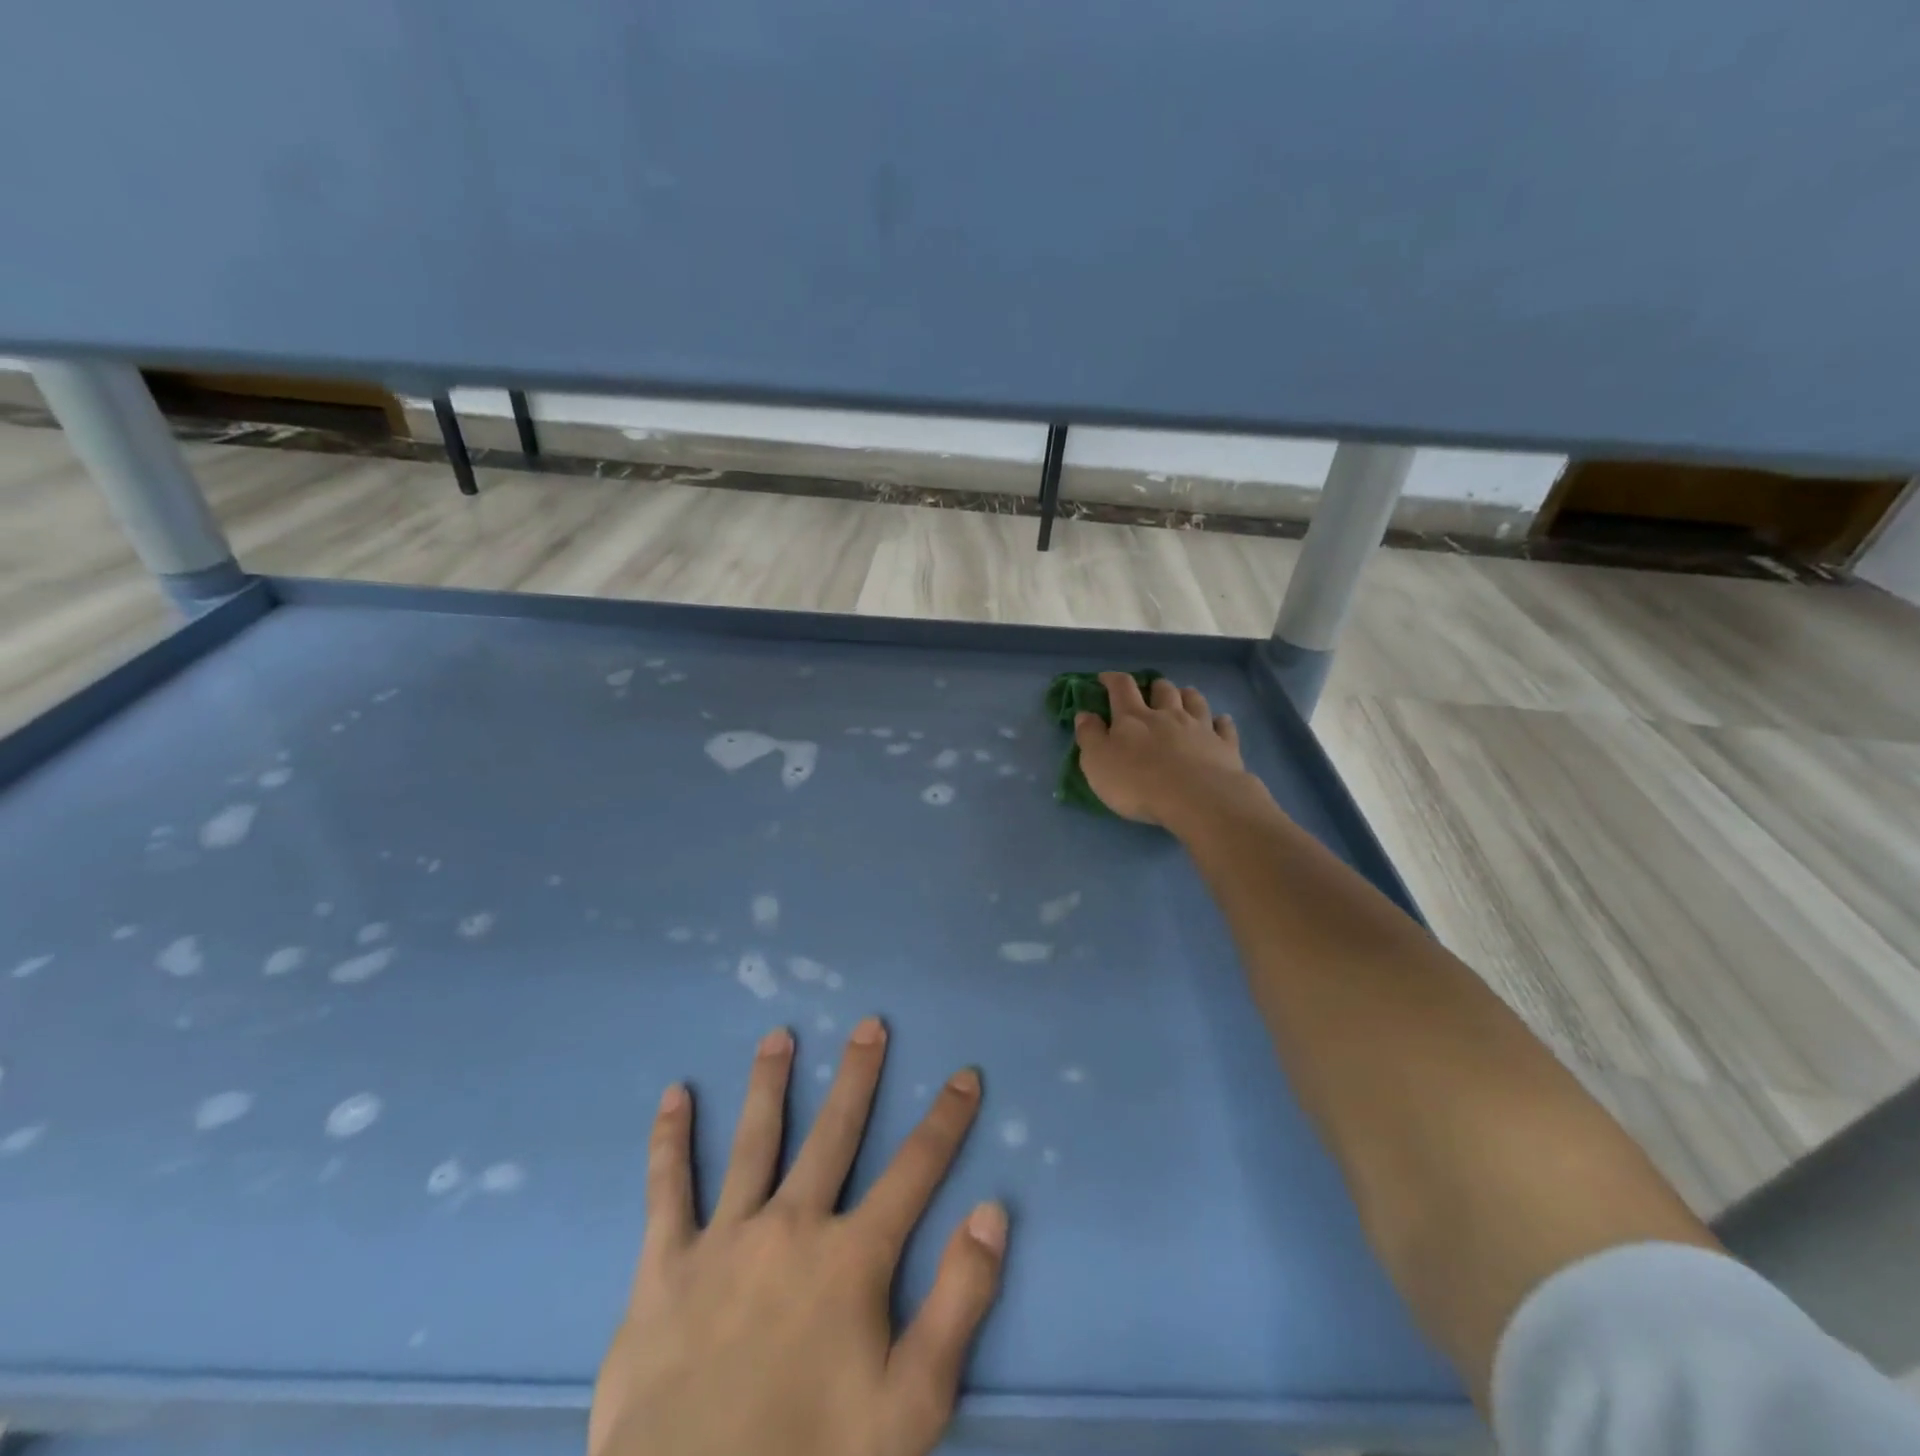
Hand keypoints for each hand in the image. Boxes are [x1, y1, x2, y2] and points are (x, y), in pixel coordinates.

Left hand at [590, 1019, 1007, 1455]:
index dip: (946, 1120)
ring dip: (768, 1084)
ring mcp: (726, 1240)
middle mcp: (792, 1226)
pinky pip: (668, 1190)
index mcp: (851, 1258)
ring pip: (753, 1142)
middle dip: (857, 1076)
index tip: (964, 1074)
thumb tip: (992, 1211)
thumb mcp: (912, 1406)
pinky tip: (673, 1095)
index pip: (915, 1170)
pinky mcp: (666, 1267)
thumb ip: (959, 1303)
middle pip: (834, 1134)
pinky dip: (669, 1141)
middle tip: (869, 1023)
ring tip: (777, 1035)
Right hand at [1073, 672, 1258, 827]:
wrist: (1197, 799)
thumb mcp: (1097, 762)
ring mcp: (1199, 728)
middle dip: (1155, 686)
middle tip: (1150, 692)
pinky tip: (1220, 722)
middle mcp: (1167, 715)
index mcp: (1133, 718)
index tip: (1105, 678)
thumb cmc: (1138, 783)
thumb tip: (1084, 714)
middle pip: (1163, 690)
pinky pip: (1224, 726)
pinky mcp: (1225, 745)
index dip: (1112, 679)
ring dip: (1187, 695)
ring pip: (1195, 701)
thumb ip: (1089, 736)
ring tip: (1184, 696)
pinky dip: (1220, 721)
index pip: (1121, 687)